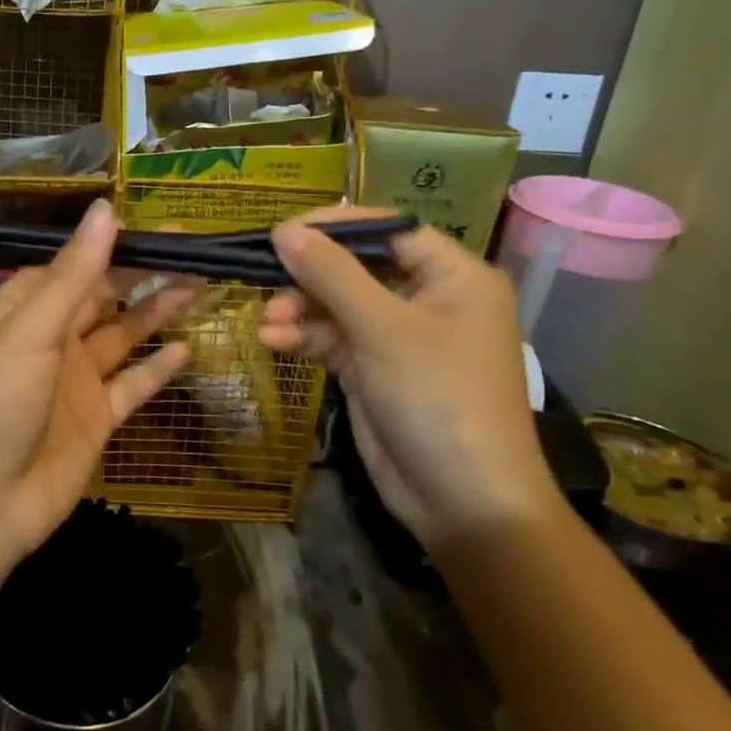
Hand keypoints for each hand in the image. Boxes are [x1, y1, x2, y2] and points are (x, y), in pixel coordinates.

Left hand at [0, 200, 195, 565]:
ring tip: (202, 285)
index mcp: (23, 311)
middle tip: (194, 251)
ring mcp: (74, 381)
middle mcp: (50, 340)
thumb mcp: (31, 330)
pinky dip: (157, 368)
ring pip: (124, 336)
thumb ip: (74, 274)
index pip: (73, 265)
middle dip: (143, 274)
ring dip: (158, 312)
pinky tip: (187, 347)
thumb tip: (106, 209)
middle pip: (103, 297)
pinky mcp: (96, 420)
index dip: (112, 245)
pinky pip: (132, 386)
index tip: (157, 227)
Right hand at [259, 209, 558, 546]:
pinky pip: (333, 338)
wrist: (464, 504)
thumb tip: (284, 229)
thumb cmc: (439, 400)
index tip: (282, 231)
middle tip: (266, 282)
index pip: (388, 229)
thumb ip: (332, 275)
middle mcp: (428, 298)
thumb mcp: (383, 330)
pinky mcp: (375, 369)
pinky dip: (304, 338)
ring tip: (267, 322)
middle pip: (357, 266)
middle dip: (309, 276)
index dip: (334, 227)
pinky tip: (273, 342)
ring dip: (300, 309)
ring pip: (338, 304)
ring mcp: (399, 336)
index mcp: (453, 276)